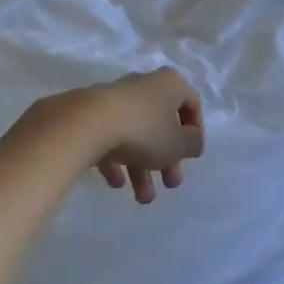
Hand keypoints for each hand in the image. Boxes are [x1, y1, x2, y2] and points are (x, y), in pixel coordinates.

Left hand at [91, 68, 204, 204]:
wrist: (88, 124)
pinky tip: (116, 183)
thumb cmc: (144, 130)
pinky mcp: (92, 115)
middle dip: (168, 159)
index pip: (191, 103)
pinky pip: (111, 138)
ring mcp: (116, 99)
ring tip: (142, 198)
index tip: (192, 156)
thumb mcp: (179, 143)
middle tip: (171, 184)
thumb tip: (192, 141)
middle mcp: (145, 86)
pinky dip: (117, 160)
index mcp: (170, 84)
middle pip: (162, 123)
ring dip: (143, 168)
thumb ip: (192, 143)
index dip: (195, 131)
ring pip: (137, 134)